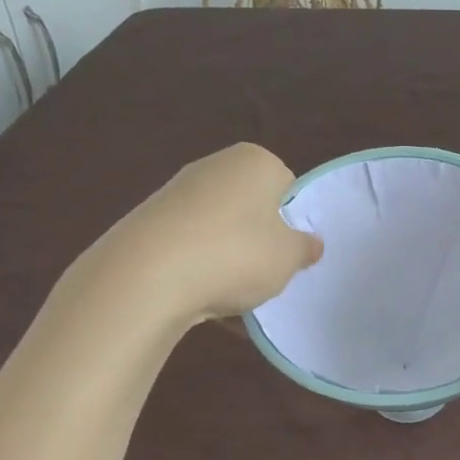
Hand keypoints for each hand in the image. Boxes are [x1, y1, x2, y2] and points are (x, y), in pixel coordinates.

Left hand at [70, 144, 322, 327]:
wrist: (147, 275)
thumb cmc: (236, 254)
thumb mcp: (288, 257)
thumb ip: (305, 248)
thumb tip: (311, 243)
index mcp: (255, 160)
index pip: (287, 187)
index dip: (291, 222)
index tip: (290, 253)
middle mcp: (215, 165)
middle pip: (251, 207)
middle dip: (258, 239)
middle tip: (265, 274)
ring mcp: (177, 191)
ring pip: (219, 229)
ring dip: (228, 258)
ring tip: (231, 295)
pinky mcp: (149, 221)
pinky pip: (189, 246)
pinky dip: (198, 268)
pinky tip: (200, 299)